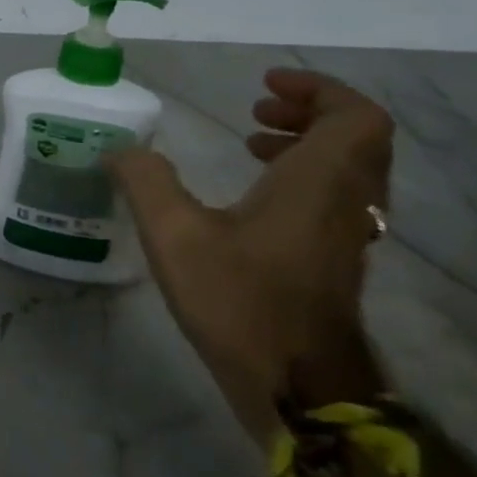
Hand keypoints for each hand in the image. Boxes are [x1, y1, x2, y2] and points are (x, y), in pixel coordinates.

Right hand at [108, 70, 392, 442]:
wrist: (298, 389)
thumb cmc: (241, 301)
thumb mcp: (174, 234)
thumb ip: (145, 181)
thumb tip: (120, 149)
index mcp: (319, 183)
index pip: (355, 117)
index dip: (319, 90)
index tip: (264, 86)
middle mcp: (345, 202)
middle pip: (356, 139)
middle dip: (308, 113)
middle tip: (255, 109)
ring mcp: (345, 235)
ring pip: (348, 169)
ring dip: (306, 144)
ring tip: (250, 142)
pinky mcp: (334, 261)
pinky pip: (334, 196)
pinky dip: (302, 177)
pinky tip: (251, 195)